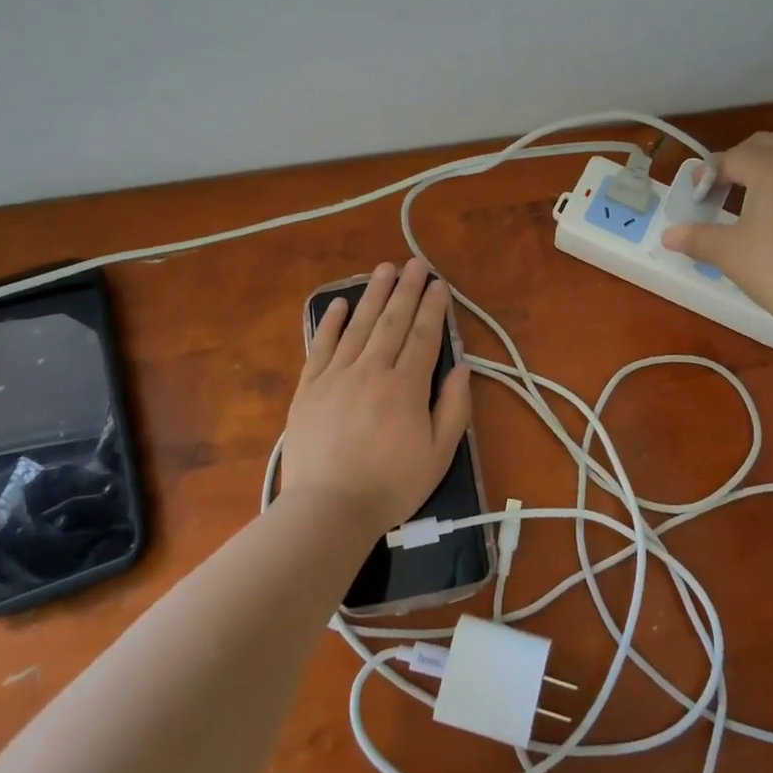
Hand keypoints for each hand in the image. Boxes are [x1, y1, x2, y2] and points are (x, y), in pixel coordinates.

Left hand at [282, 258, 472, 534]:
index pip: (424, 336)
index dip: (433, 308)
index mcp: (406, 387)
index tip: (439, 284)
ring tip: (384, 269)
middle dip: (407, 289)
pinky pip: (321, 346)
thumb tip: (463, 368)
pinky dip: (330, 323)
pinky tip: (338, 304)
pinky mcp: (309, 388)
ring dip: (373, 295)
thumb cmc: (390, 486)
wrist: (328, 509)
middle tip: (415, 263)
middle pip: (393, 322)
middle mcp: (372, 370)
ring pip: (358, 326)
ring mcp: (337, 376)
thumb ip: (453, 408)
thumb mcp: (438, 454)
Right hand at [661, 131, 772, 329]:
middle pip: (766, 144)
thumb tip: (667, 235)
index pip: (730, 159)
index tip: (697, 194)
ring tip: (772, 183)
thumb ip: (696, 238)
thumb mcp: (728, 253)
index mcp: (769, 164)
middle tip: (727, 188)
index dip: (709, 174)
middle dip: (743, 160)